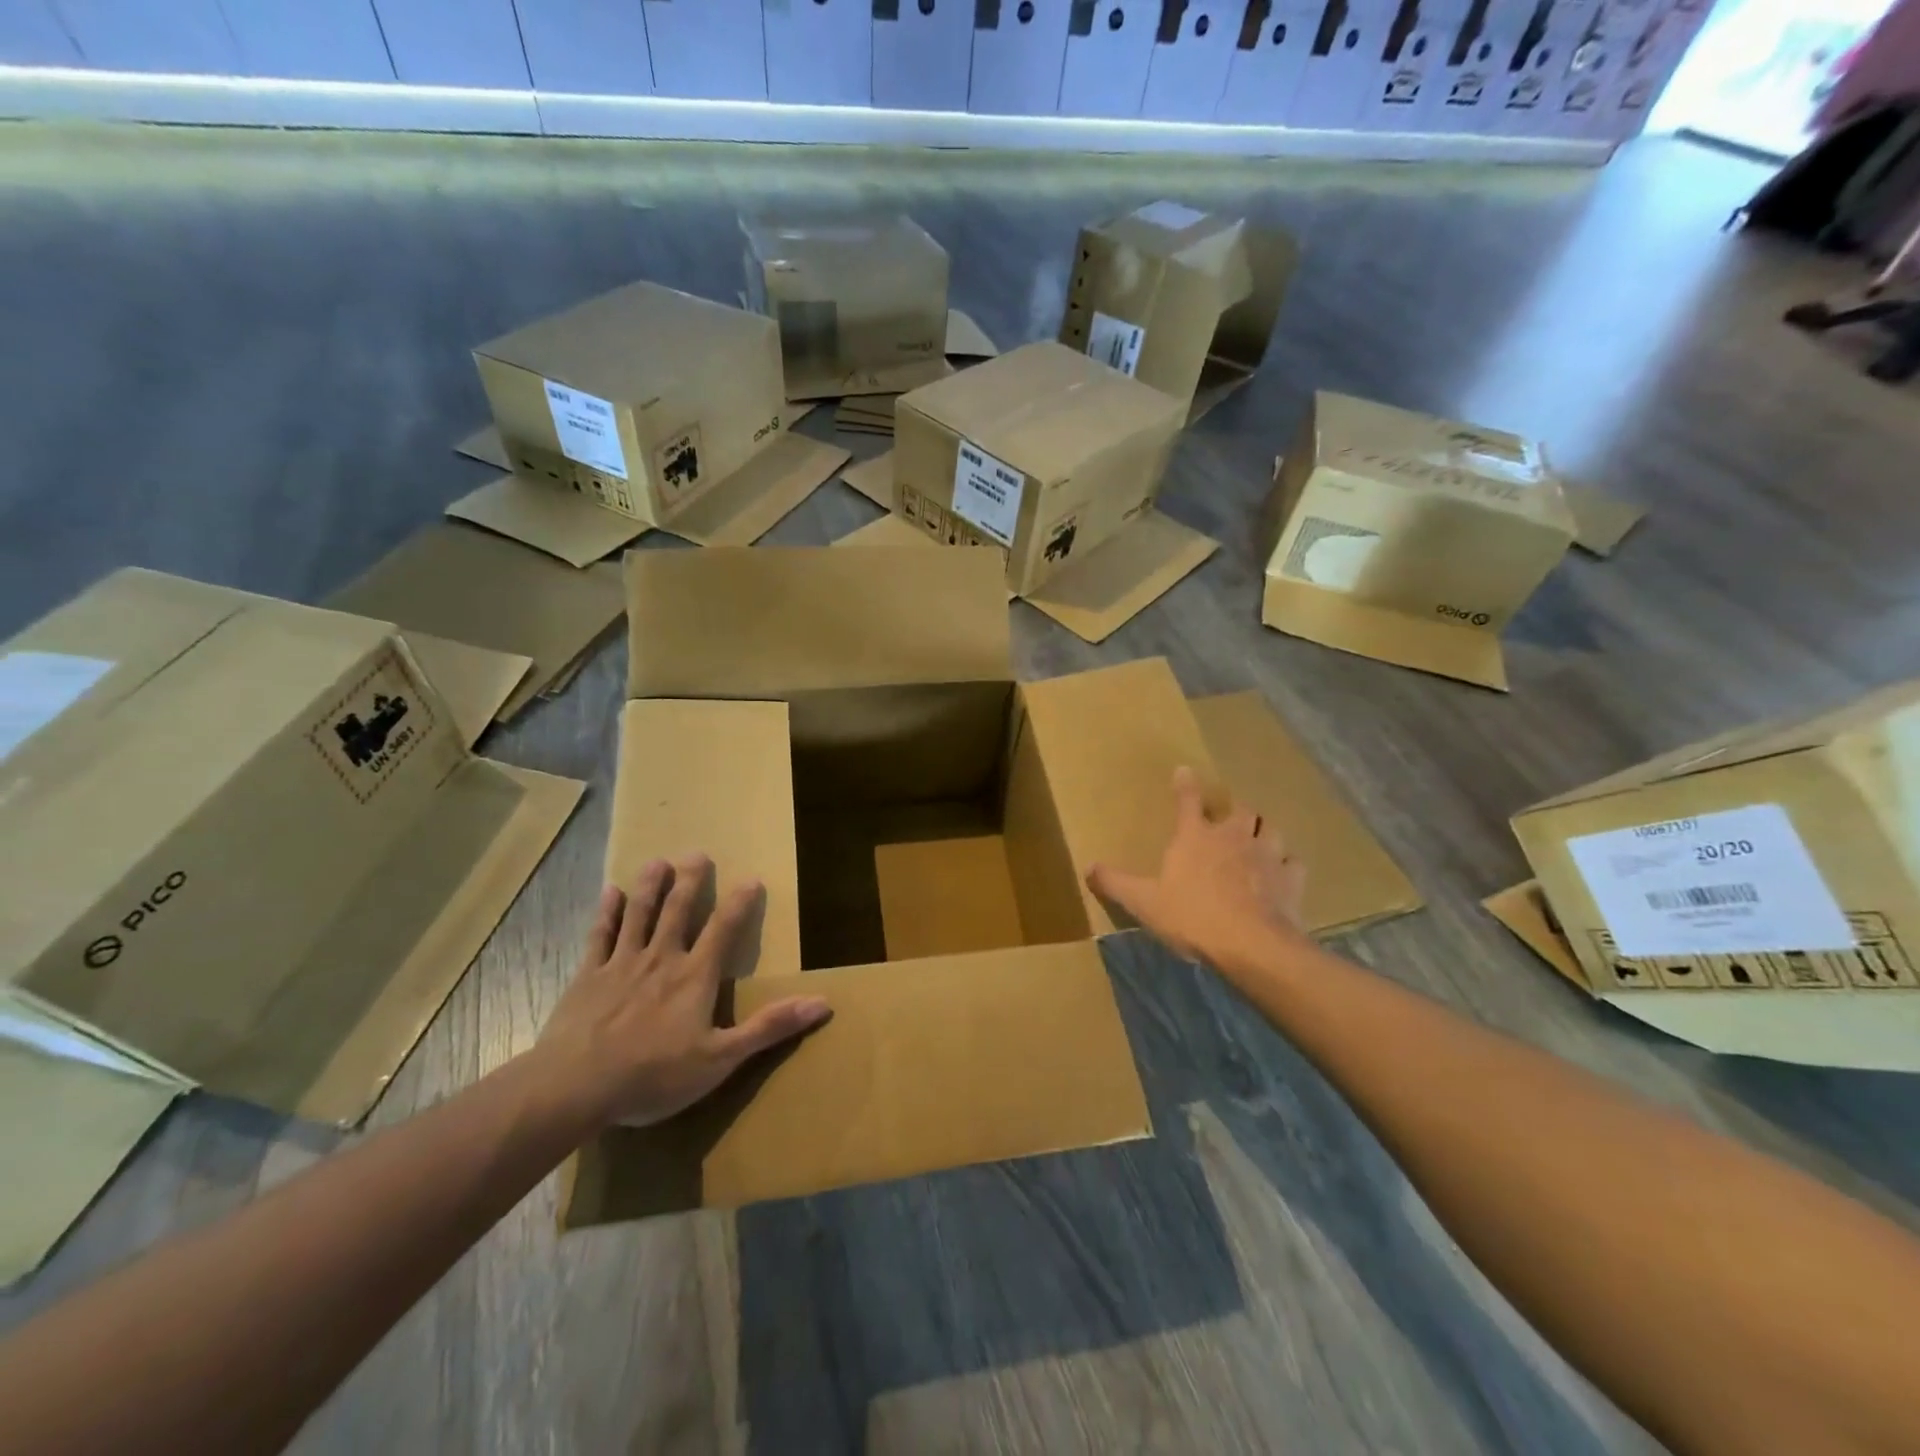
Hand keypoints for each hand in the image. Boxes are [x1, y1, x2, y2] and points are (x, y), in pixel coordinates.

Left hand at [534, 856, 830, 1130]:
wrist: (574, 1087)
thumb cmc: (653, 1075)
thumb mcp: (721, 1059)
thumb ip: (770, 1027)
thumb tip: (823, 1003)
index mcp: (695, 976)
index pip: (725, 929)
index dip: (740, 903)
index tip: (751, 878)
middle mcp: (661, 958)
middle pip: (678, 911)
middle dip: (690, 881)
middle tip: (697, 854)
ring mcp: (621, 964)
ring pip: (639, 914)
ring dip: (650, 886)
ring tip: (657, 861)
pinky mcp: (587, 976)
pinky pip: (599, 936)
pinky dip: (606, 913)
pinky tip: (608, 893)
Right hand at [1087, 767, 1306, 968]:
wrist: (1250, 944)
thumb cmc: (1192, 916)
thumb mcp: (1143, 902)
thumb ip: (1115, 883)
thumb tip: (1088, 868)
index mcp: (1195, 836)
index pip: (1188, 800)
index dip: (1185, 784)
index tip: (1185, 770)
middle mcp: (1233, 836)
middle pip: (1240, 809)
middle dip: (1234, 810)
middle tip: (1229, 818)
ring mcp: (1267, 855)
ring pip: (1271, 829)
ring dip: (1264, 831)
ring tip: (1258, 839)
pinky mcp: (1291, 879)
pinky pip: (1293, 863)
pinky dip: (1287, 864)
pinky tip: (1283, 873)